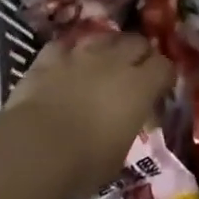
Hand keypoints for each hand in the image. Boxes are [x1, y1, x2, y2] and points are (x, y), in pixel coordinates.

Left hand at [7, 31, 172, 198]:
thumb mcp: (118, 156)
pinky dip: (68, 53)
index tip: (160, 90)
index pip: (164, 67)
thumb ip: (126, 131)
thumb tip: (122, 127)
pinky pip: (64, 46)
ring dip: (108, 47)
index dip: (164, 76)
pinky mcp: (49, 57)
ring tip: (103, 62)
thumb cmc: (84, 163)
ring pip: (103, 36)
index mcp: (139, 87)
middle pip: (137, 42)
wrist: (34, 147)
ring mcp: (80, 54)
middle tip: (135, 72)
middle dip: (140, 54)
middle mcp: (113, 61)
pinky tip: (66, 63)